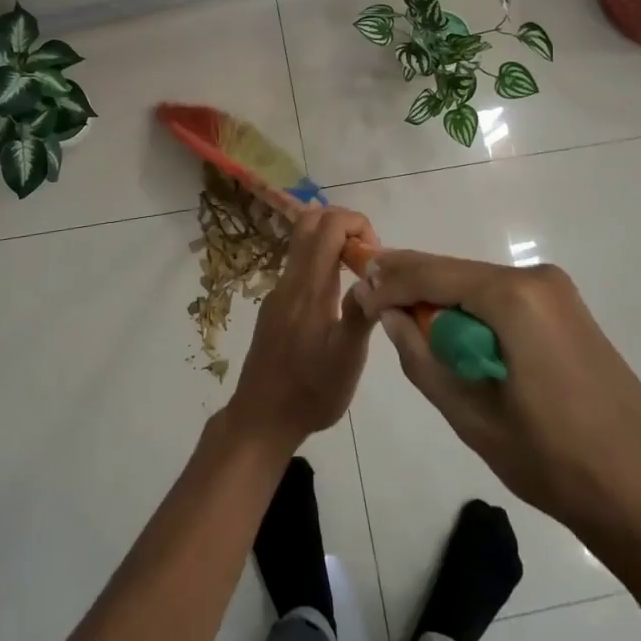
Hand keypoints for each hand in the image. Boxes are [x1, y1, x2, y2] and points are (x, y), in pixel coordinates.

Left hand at [226, 206, 378, 453]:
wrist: (262, 417)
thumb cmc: (311, 390)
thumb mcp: (347, 359)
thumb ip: (362, 313)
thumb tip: (378, 276)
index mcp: (309, 286)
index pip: (329, 225)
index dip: (357, 223)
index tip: (376, 255)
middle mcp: (290, 280)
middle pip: (310, 223)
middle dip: (345, 224)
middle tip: (369, 255)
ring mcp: (279, 292)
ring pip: (303, 243)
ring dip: (333, 242)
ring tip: (360, 275)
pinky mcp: (275, 306)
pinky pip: (299, 266)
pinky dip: (322, 261)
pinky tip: (338, 296)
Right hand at [354, 252, 640, 551]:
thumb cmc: (553, 460)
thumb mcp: (471, 415)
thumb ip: (422, 357)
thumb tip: (390, 314)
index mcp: (513, 297)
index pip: (432, 274)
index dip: (390, 282)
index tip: (356, 294)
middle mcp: (536, 279)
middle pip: (456, 272)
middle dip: (413, 285)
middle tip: (372, 300)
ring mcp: (558, 292)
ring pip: (478, 284)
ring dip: (442, 299)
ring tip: (405, 318)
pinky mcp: (568, 311)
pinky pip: (504, 299)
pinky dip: (473, 311)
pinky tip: (454, 332)